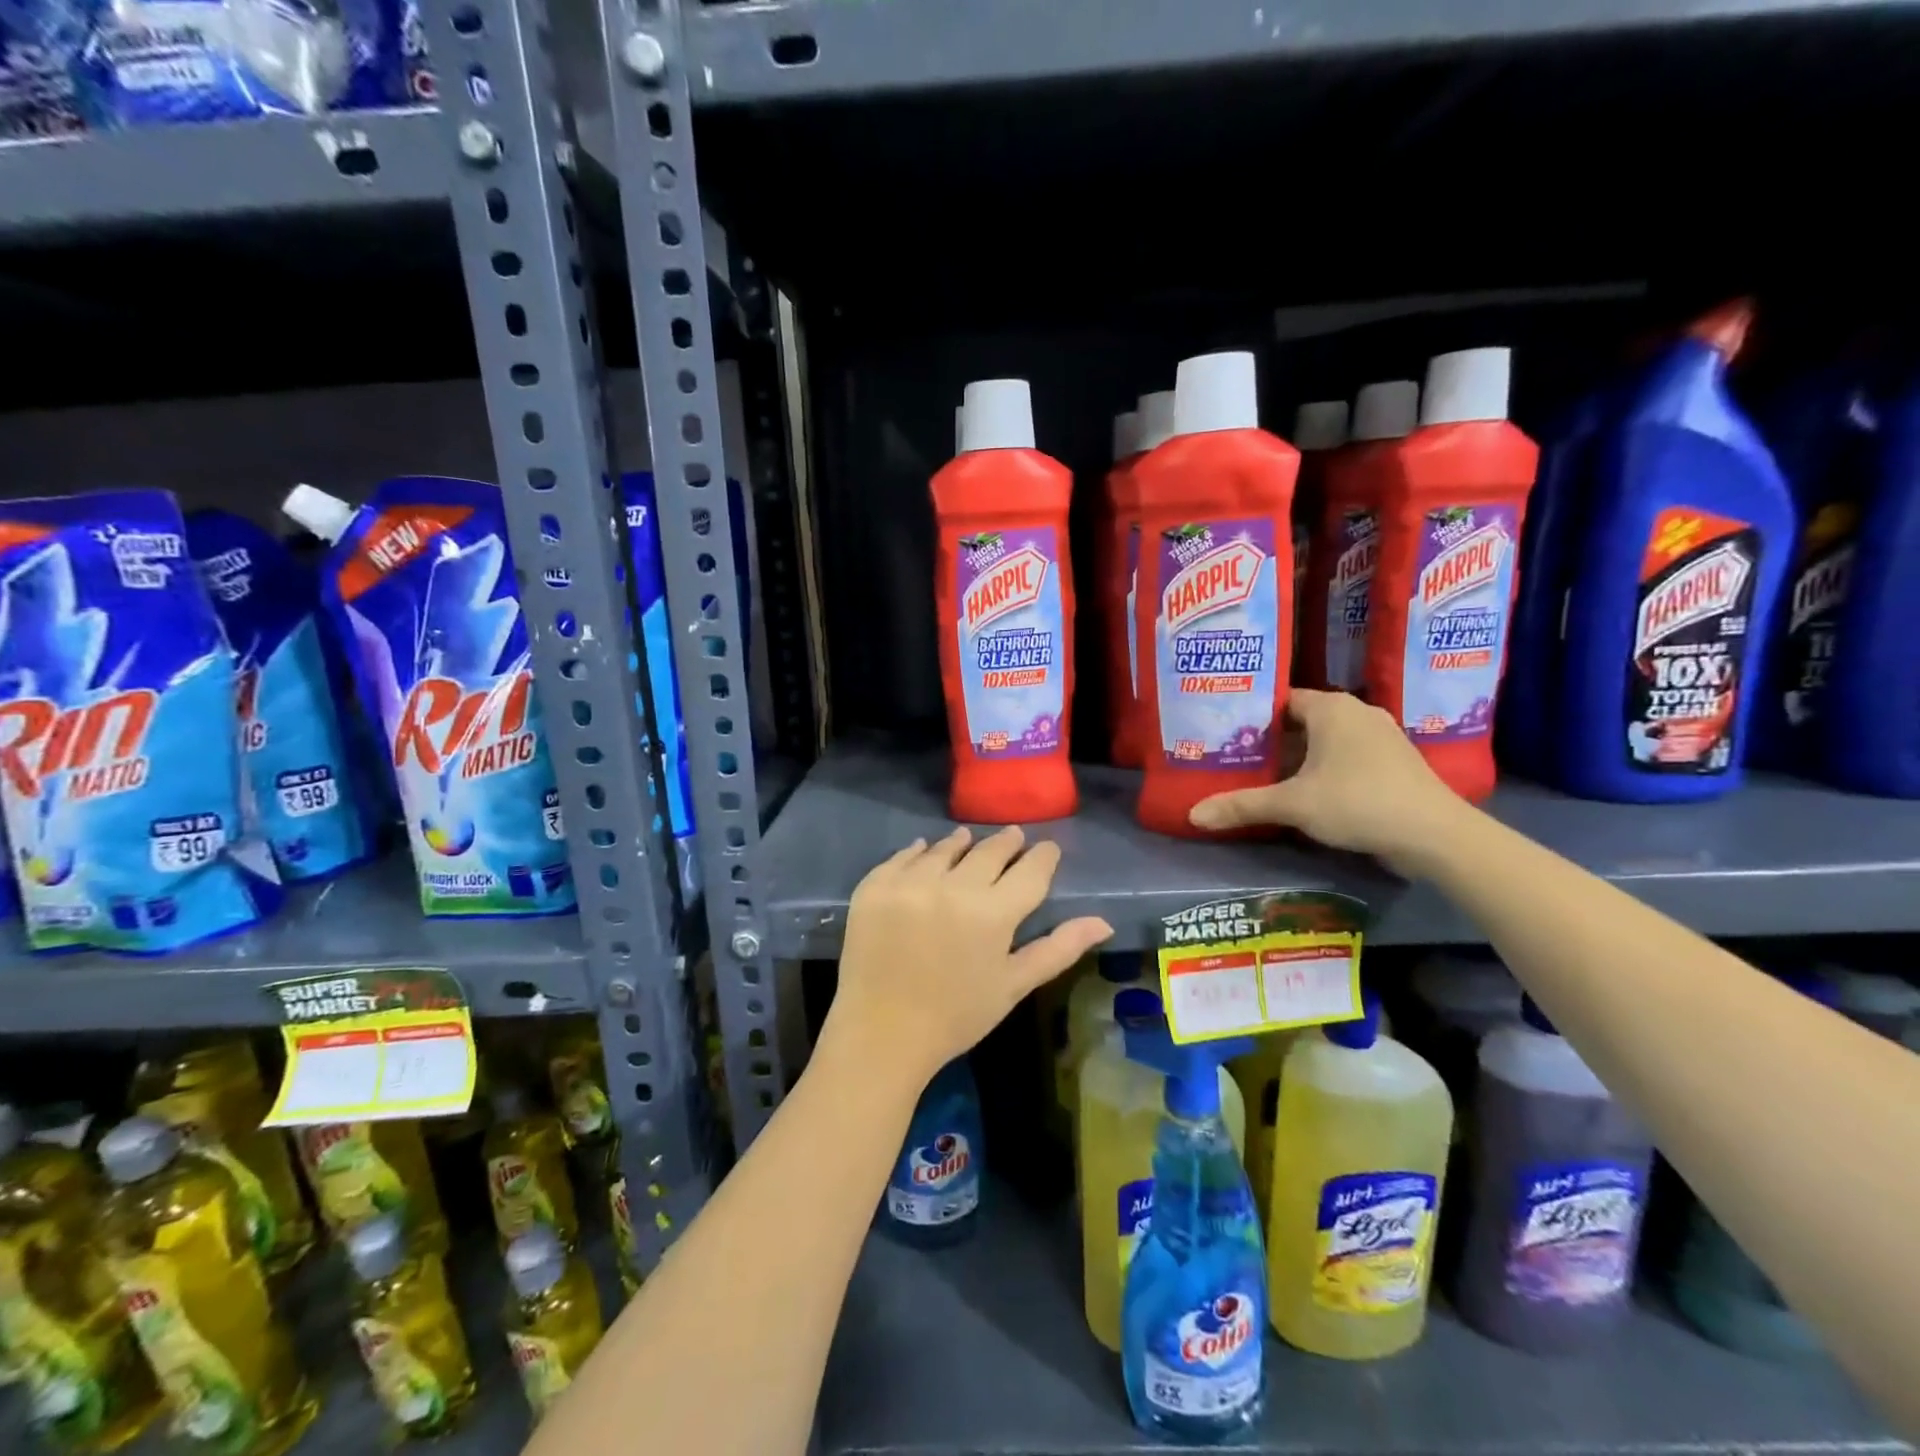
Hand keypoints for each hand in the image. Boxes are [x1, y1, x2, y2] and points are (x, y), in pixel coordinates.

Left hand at [826, 827, 1112, 1091]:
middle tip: (1014, 836)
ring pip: (944, 849)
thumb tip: (1104, 922)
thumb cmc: (956, 1016)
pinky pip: (902, 857)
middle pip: (988, 851)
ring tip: (967, 839)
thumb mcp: (1013, 985)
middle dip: (1006, 843)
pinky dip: (917, 853)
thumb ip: (1059, 948)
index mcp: (993, 913)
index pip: (1030, 870)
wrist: (880, 1035)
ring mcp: (909, 883)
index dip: (1043, 856)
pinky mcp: (875, 886)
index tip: (1048, 848)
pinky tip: (923, 851)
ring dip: (961, 843)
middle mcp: (953, 887)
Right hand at [1188, 688, 1469, 876]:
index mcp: (1331, 707)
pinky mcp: (1392, 761)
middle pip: (1300, 720)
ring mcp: (1379, 736)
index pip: (1279, 699)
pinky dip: (1322, 767)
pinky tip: (1303, 789)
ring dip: (1297, 755)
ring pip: (1324, 739)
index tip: (1222, 729)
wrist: (1435, 834)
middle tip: (1233, 753)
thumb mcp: (1293, 805)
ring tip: (1260, 772)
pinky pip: (1345, 754)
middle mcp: (1356, 712)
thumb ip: (1242, 806)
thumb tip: (1192, 815)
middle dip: (1269, 738)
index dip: (1250, 714)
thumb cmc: (1358, 802)